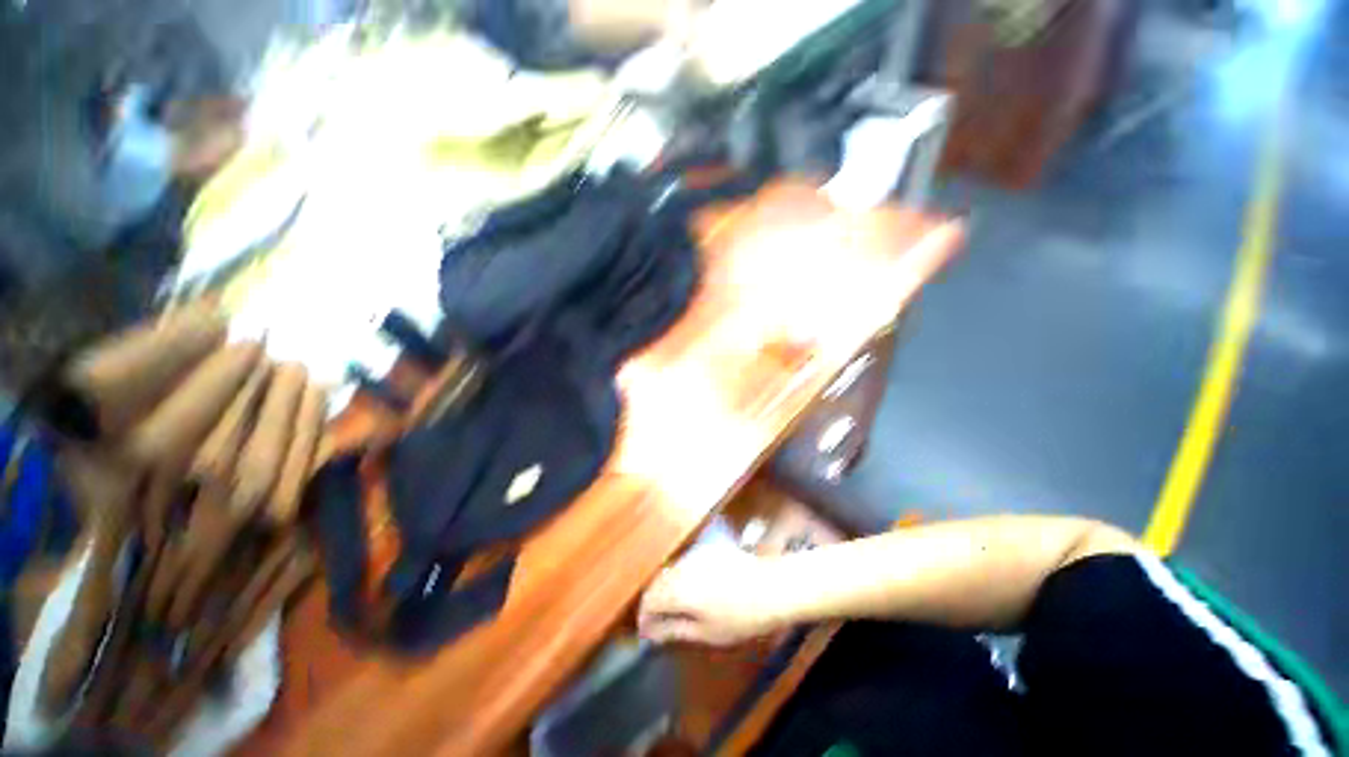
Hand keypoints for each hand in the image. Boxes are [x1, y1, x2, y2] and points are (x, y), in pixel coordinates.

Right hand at [638, 548, 785, 646]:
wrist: (770, 587)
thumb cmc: (739, 617)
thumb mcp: (706, 632)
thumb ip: (673, 629)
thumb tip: (651, 633)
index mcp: (678, 589)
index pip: (649, 600)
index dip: (644, 617)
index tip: (646, 633)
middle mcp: (682, 566)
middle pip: (656, 582)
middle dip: (653, 602)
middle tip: (657, 624)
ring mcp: (694, 554)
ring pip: (669, 570)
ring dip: (665, 589)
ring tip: (672, 609)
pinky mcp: (706, 549)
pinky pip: (683, 563)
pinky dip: (679, 578)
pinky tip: (689, 590)